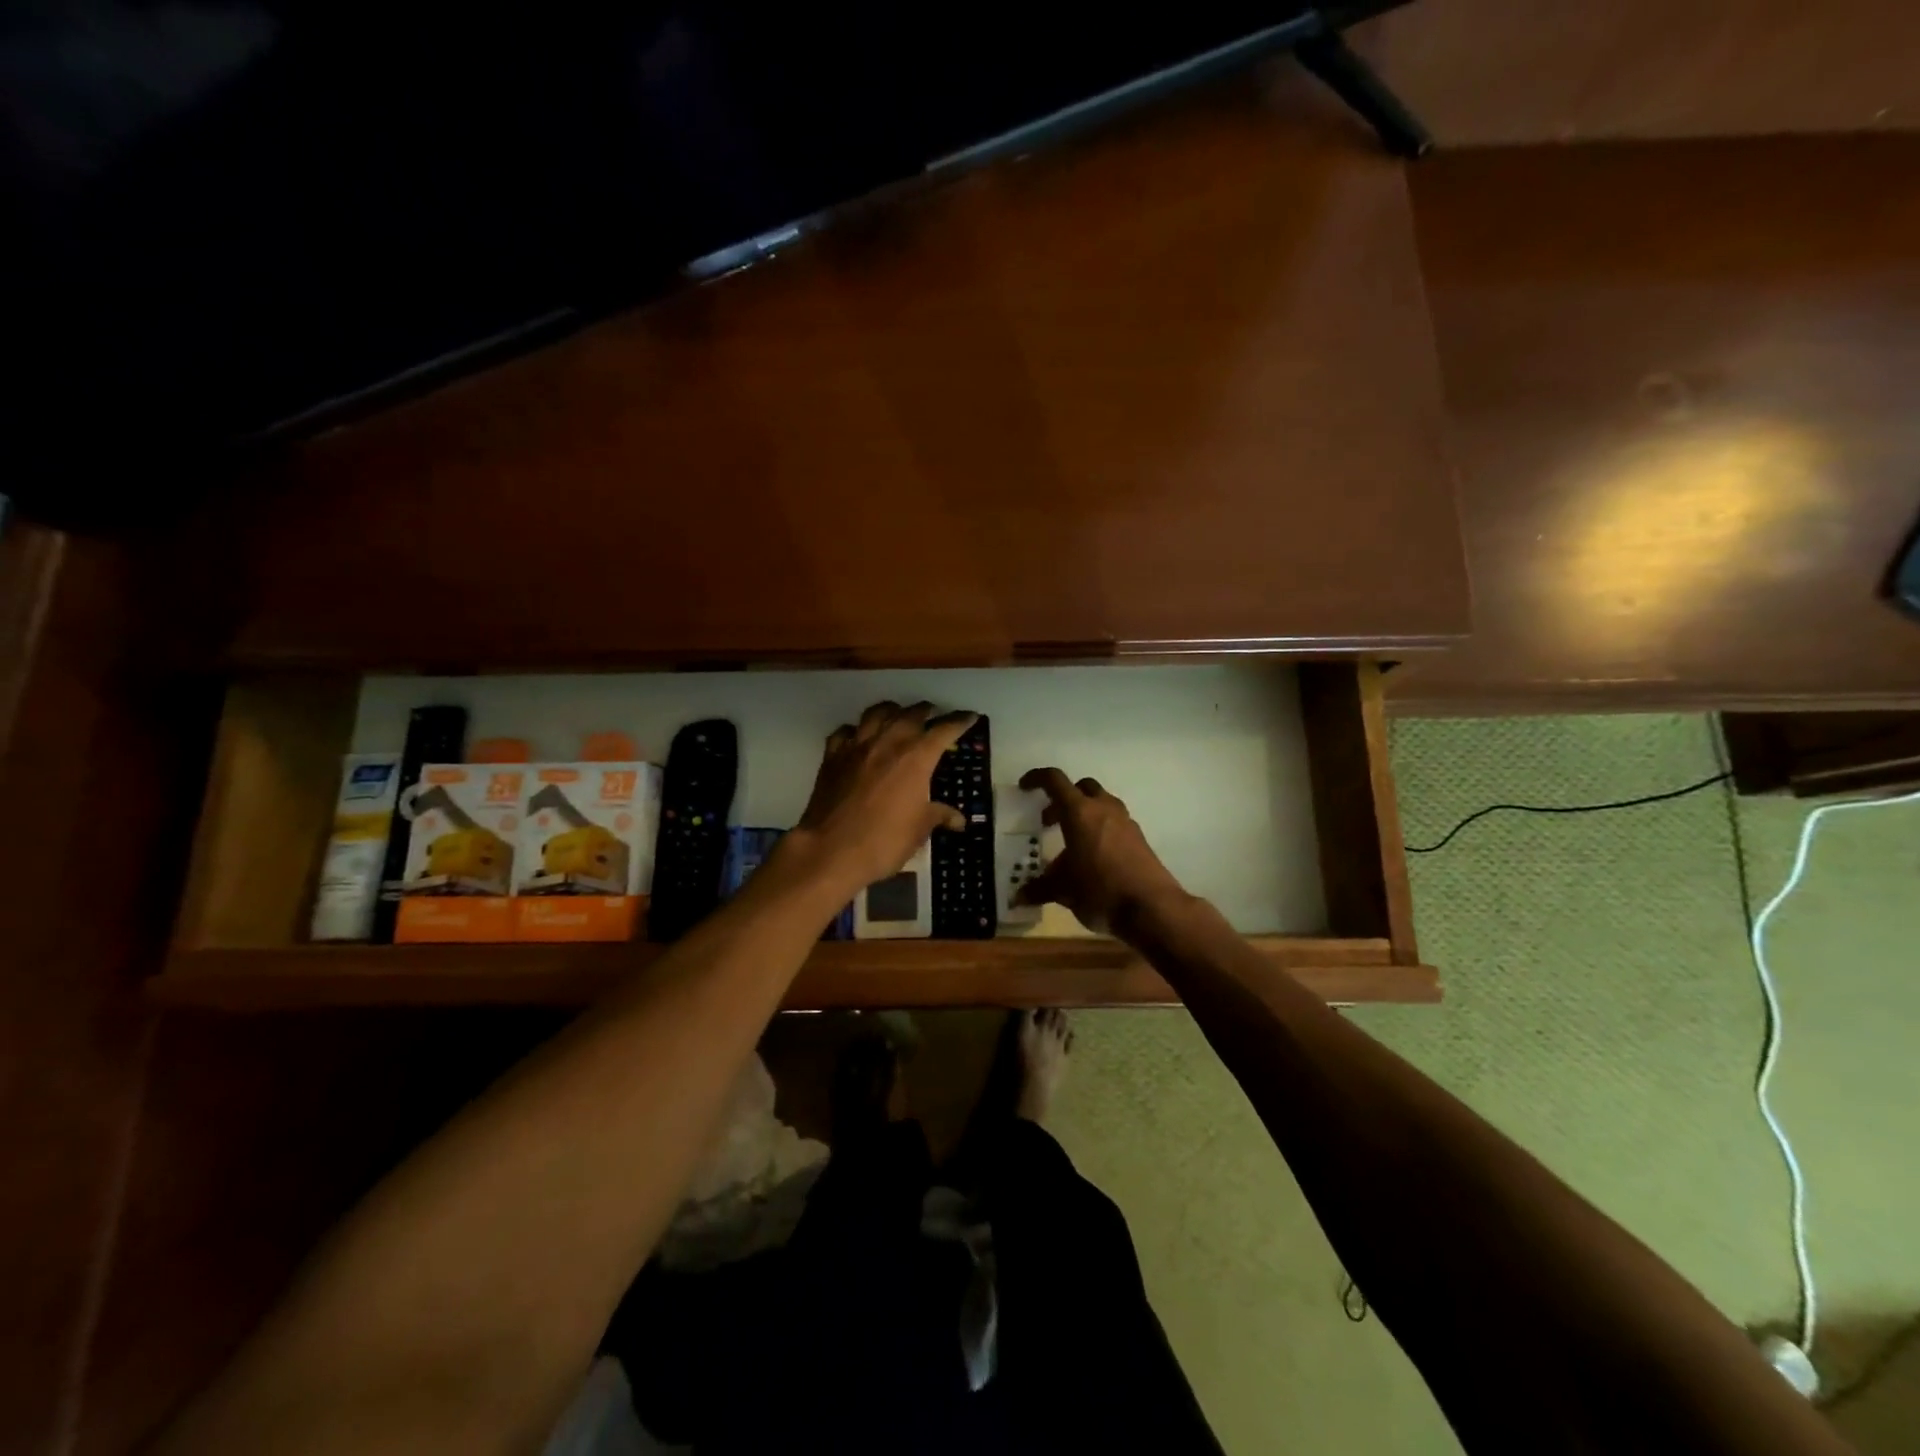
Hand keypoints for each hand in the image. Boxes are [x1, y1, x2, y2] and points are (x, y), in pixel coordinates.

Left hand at [783, 702, 974, 896]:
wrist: (831, 850)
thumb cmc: (884, 840)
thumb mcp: (919, 830)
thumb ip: (938, 816)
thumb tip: (958, 819)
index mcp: (916, 757)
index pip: (944, 730)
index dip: (959, 721)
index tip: (970, 716)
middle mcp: (888, 742)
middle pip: (910, 714)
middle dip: (925, 711)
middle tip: (933, 714)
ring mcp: (857, 746)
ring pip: (876, 713)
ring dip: (891, 710)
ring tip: (898, 714)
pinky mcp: (832, 756)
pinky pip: (845, 732)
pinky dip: (856, 730)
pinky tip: (858, 737)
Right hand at [1016, 768, 1187, 935]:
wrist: (1152, 908)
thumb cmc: (1100, 891)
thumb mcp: (1063, 890)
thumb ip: (1040, 888)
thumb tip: (1019, 896)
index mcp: (1079, 812)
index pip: (1055, 781)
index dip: (1037, 778)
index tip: (1025, 787)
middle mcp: (1104, 809)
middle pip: (1082, 787)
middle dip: (1063, 799)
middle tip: (1049, 821)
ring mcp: (1126, 822)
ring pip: (1102, 803)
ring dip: (1084, 814)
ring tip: (1072, 842)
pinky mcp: (1140, 839)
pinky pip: (1115, 823)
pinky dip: (1100, 830)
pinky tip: (1094, 857)